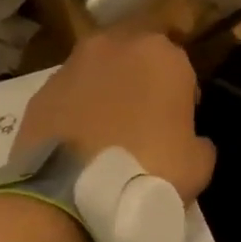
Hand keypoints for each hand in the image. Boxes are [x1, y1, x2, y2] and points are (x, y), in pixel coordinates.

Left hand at [16, 29, 216, 200]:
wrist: (72, 196)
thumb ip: (198, 139)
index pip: (181, 61)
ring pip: (99, 69)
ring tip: (109, 129)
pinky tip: (81, 141)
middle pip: (136, 53)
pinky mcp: (41, 91)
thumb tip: (190, 140)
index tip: (181, 118)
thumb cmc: (150, 171)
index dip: (184, 90)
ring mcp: (72, 65)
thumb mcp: (199, 164)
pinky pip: (70, 94)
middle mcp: (115, 45)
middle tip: (145, 115)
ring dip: (107, 88)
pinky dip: (77, 109)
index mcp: (162, 55)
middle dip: (141, 77)